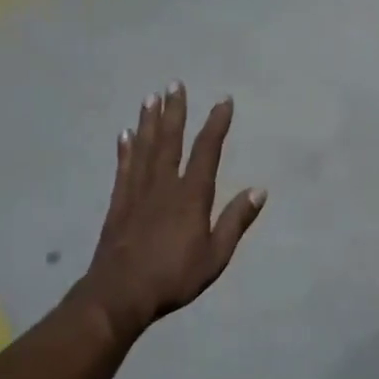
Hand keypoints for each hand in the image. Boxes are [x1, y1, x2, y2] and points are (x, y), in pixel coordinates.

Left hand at [78, 85, 265, 337]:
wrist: (120, 294)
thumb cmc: (173, 277)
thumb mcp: (215, 256)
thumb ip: (235, 221)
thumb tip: (259, 190)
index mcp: (191, 196)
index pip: (206, 151)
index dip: (216, 124)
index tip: (223, 101)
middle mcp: (163, 185)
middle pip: (170, 140)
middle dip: (175, 111)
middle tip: (175, 84)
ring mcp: (137, 192)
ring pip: (145, 148)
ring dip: (149, 121)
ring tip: (151, 97)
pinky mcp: (118, 203)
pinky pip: (124, 168)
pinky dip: (126, 149)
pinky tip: (125, 134)